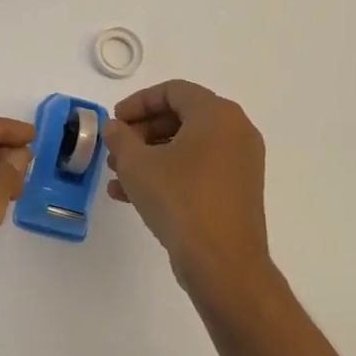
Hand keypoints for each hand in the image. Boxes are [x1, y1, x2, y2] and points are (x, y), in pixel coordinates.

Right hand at [103, 80, 273, 305]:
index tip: (115, 121)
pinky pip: (198, 170)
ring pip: (187, 147)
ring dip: (149, 156)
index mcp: (217, 114)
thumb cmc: (180, 199)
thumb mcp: (137, 164)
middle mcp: (235, 132)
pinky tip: (132, 196)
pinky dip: (168, 174)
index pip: (173, 91)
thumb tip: (114, 127)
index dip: (138, 102)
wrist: (223, 263)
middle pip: (181, 117)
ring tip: (118, 175)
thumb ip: (120, 137)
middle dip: (141, 132)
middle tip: (115, 149)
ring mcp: (240, 163)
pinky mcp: (237, 192)